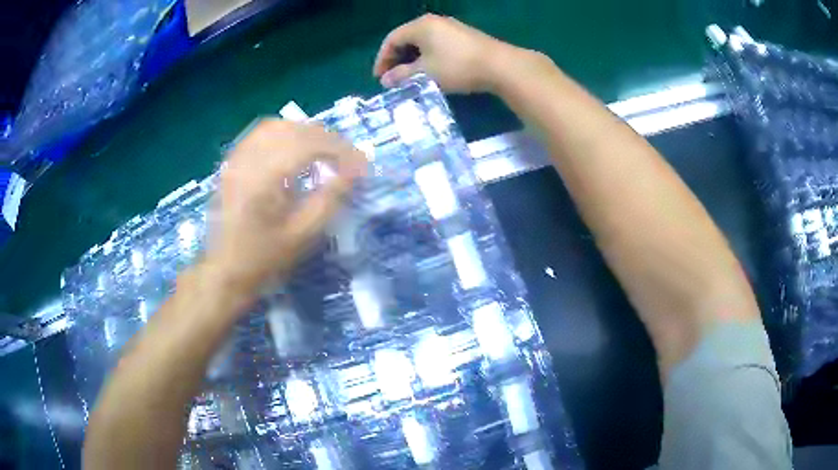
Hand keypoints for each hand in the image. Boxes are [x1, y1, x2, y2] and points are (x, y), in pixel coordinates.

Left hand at [206, 120, 365, 292]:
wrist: (225, 268)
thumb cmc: (264, 258)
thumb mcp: (302, 235)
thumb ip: (330, 199)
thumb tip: (355, 171)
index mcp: (264, 180)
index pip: (308, 145)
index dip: (340, 150)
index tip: (361, 164)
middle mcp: (248, 161)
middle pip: (293, 130)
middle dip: (326, 138)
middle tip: (346, 157)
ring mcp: (237, 159)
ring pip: (276, 126)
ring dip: (305, 132)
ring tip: (323, 150)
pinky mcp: (232, 162)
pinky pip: (259, 134)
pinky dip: (283, 133)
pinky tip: (294, 147)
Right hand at [373, 14, 521, 93]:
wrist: (499, 66)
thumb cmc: (457, 67)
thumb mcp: (425, 73)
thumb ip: (402, 76)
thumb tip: (385, 81)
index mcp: (420, 26)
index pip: (392, 39)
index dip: (382, 59)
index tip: (379, 78)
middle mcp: (434, 21)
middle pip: (406, 38)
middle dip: (396, 59)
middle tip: (392, 78)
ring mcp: (451, 27)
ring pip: (422, 41)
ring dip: (412, 59)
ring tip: (409, 77)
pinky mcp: (463, 36)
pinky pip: (436, 43)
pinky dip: (427, 56)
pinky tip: (430, 70)